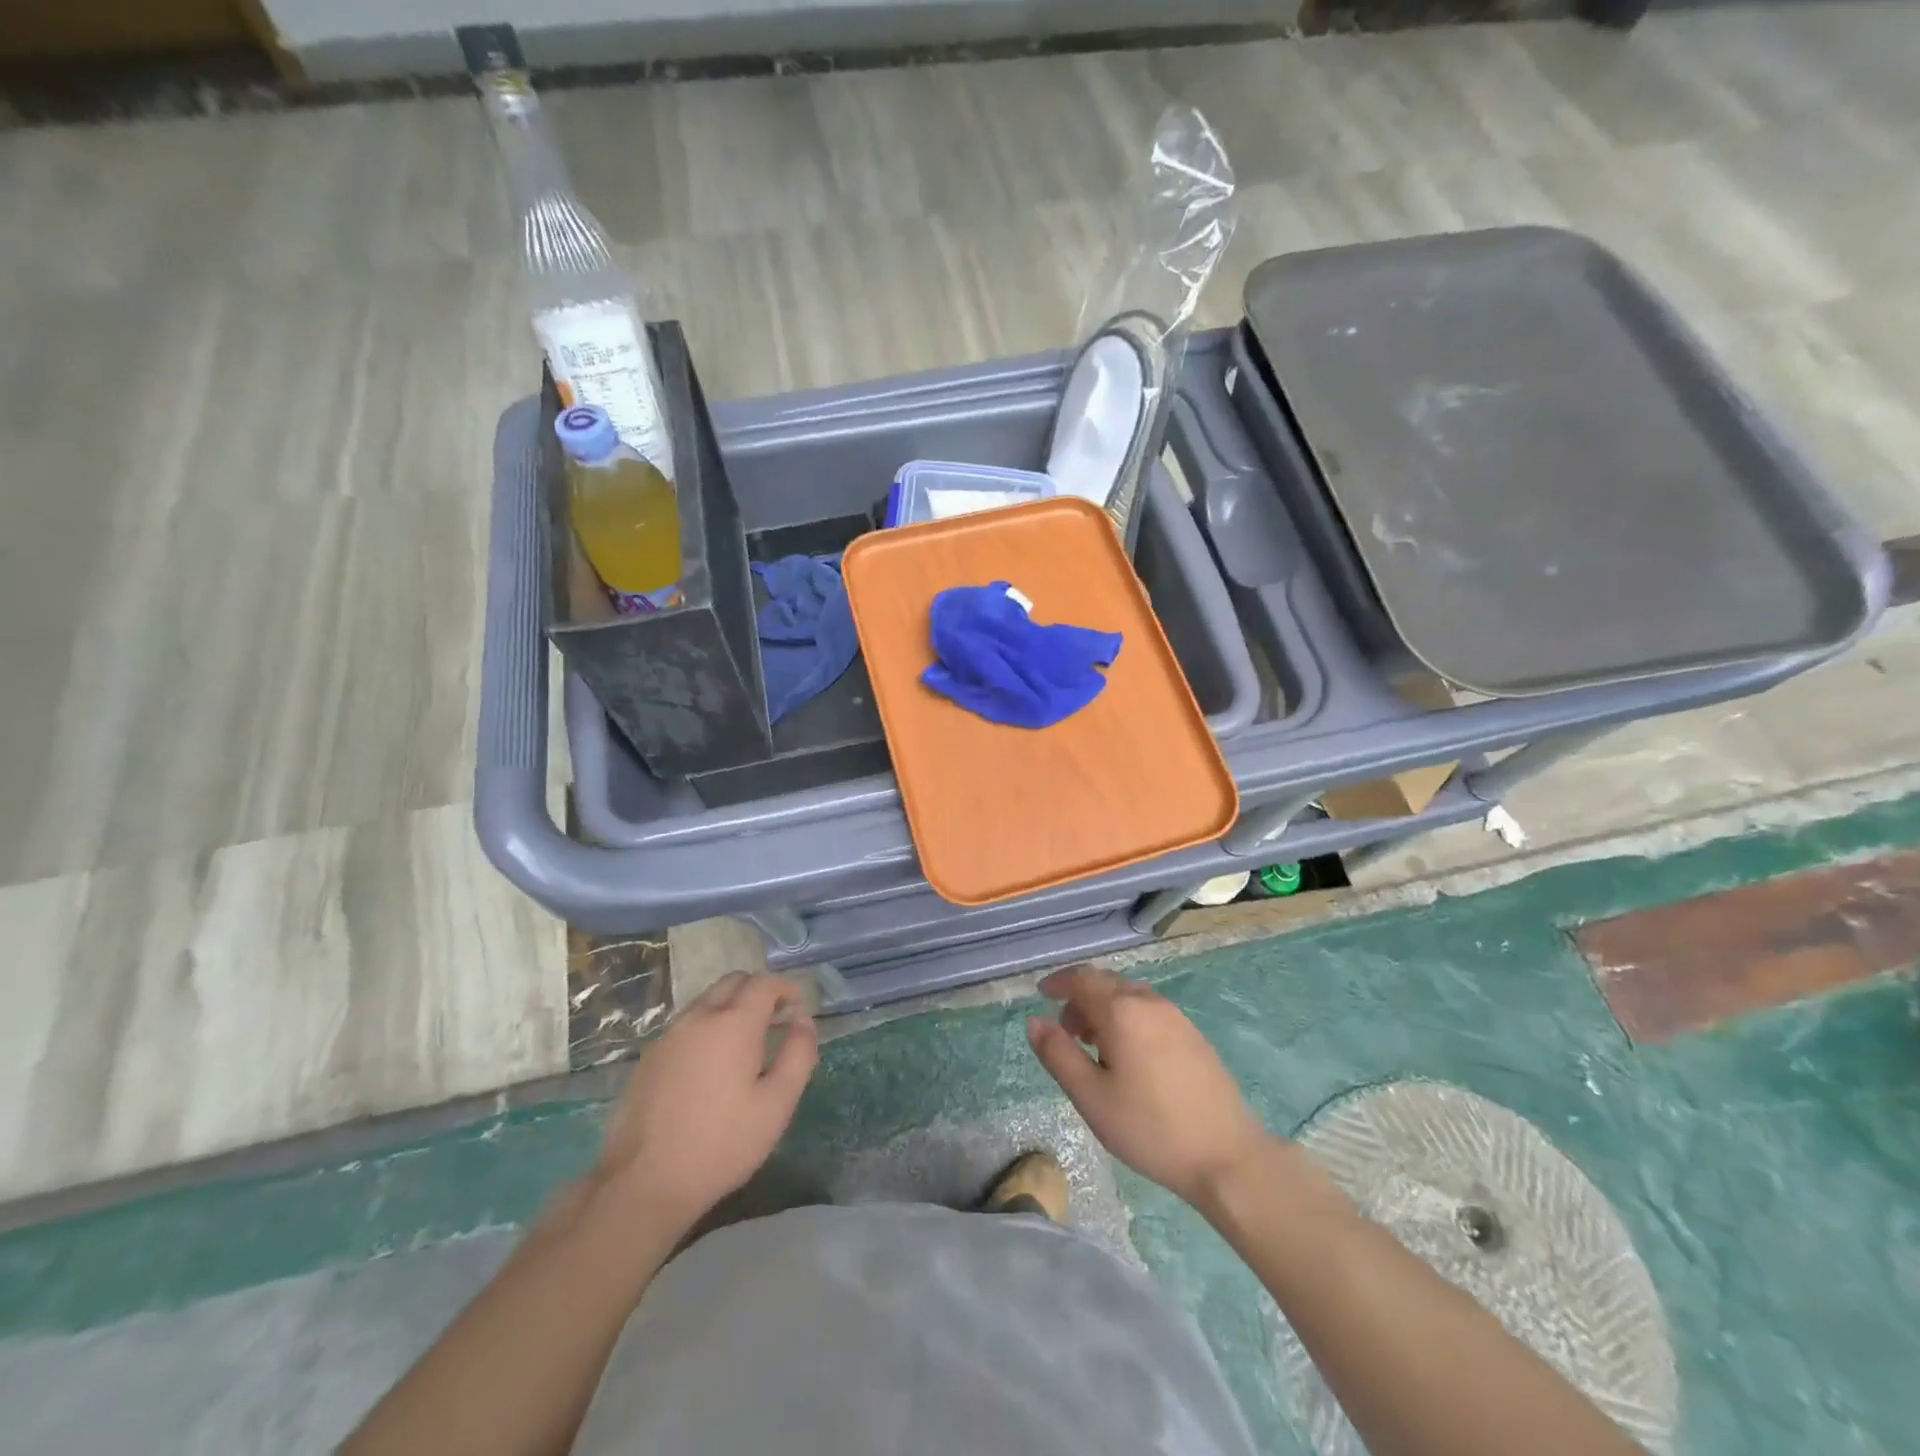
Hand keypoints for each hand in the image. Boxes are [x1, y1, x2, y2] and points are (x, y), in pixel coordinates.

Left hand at [594, 971, 817, 1232]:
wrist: (643, 1182)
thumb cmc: (721, 1143)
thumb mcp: (777, 1104)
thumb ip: (798, 1054)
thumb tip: (803, 1021)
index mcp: (733, 1023)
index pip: (763, 983)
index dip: (785, 988)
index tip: (797, 1007)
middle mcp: (699, 1017)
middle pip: (733, 982)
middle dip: (758, 991)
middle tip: (775, 1018)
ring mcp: (669, 1035)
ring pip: (707, 1001)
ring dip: (731, 1006)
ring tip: (745, 1042)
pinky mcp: (649, 1056)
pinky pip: (686, 1024)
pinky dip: (707, 1026)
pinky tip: (712, 1063)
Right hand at [1028, 965, 1271, 1206]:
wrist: (1227, 1156)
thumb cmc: (1150, 1128)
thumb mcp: (1091, 1097)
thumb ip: (1058, 1055)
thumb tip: (1035, 1021)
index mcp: (1122, 1010)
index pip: (1082, 979)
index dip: (1058, 983)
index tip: (1041, 995)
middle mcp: (1149, 1002)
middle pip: (1106, 982)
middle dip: (1080, 998)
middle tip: (1065, 1031)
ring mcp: (1176, 1016)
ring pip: (1129, 995)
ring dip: (1104, 1008)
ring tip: (1094, 1048)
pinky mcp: (1193, 1035)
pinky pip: (1148, 1010)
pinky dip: (1127, 1018)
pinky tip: (1128, 1056)